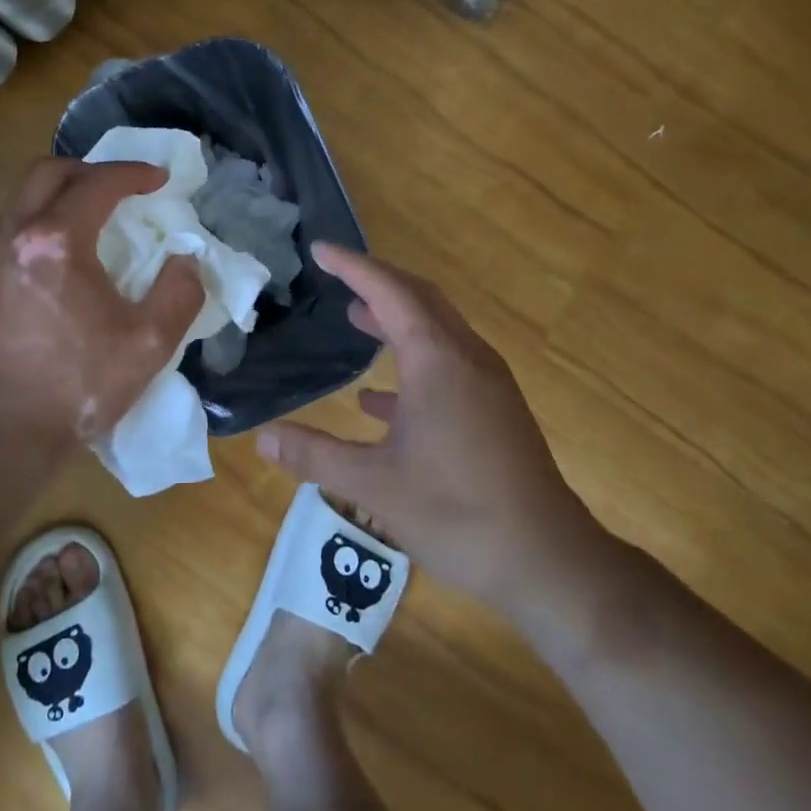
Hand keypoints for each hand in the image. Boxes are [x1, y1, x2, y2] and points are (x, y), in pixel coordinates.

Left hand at [0, 158, 202, 454]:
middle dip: (91, 170)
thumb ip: (179, 292)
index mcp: (57, 241)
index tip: (160, 180)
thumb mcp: (148, 343)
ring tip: (96, 215)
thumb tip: (186, 261)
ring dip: (63, 191)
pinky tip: (65, 252)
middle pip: (48, 171)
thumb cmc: (76, 387)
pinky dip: (43, 217)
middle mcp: (15, 234)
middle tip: (122, 189)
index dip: (133, 174)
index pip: (97, 183)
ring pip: (24, 196)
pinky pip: (13, 224)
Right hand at [257, 243, 611, 617]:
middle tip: (337, 275)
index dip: (352, 266)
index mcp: (435, 359)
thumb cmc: (456, 512)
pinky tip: (380, 400)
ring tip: (356, 318)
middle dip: (377, 281)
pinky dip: (414, 360)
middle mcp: (465, 356)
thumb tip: (263, 437)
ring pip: (436, 328)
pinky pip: (449, 363)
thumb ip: (315, 455)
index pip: (388, 290)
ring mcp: (487, 381)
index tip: (320, 249)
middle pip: (418, 297)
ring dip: (396, 317)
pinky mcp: (496, 408)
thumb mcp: (373, 486)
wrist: (548, 560)